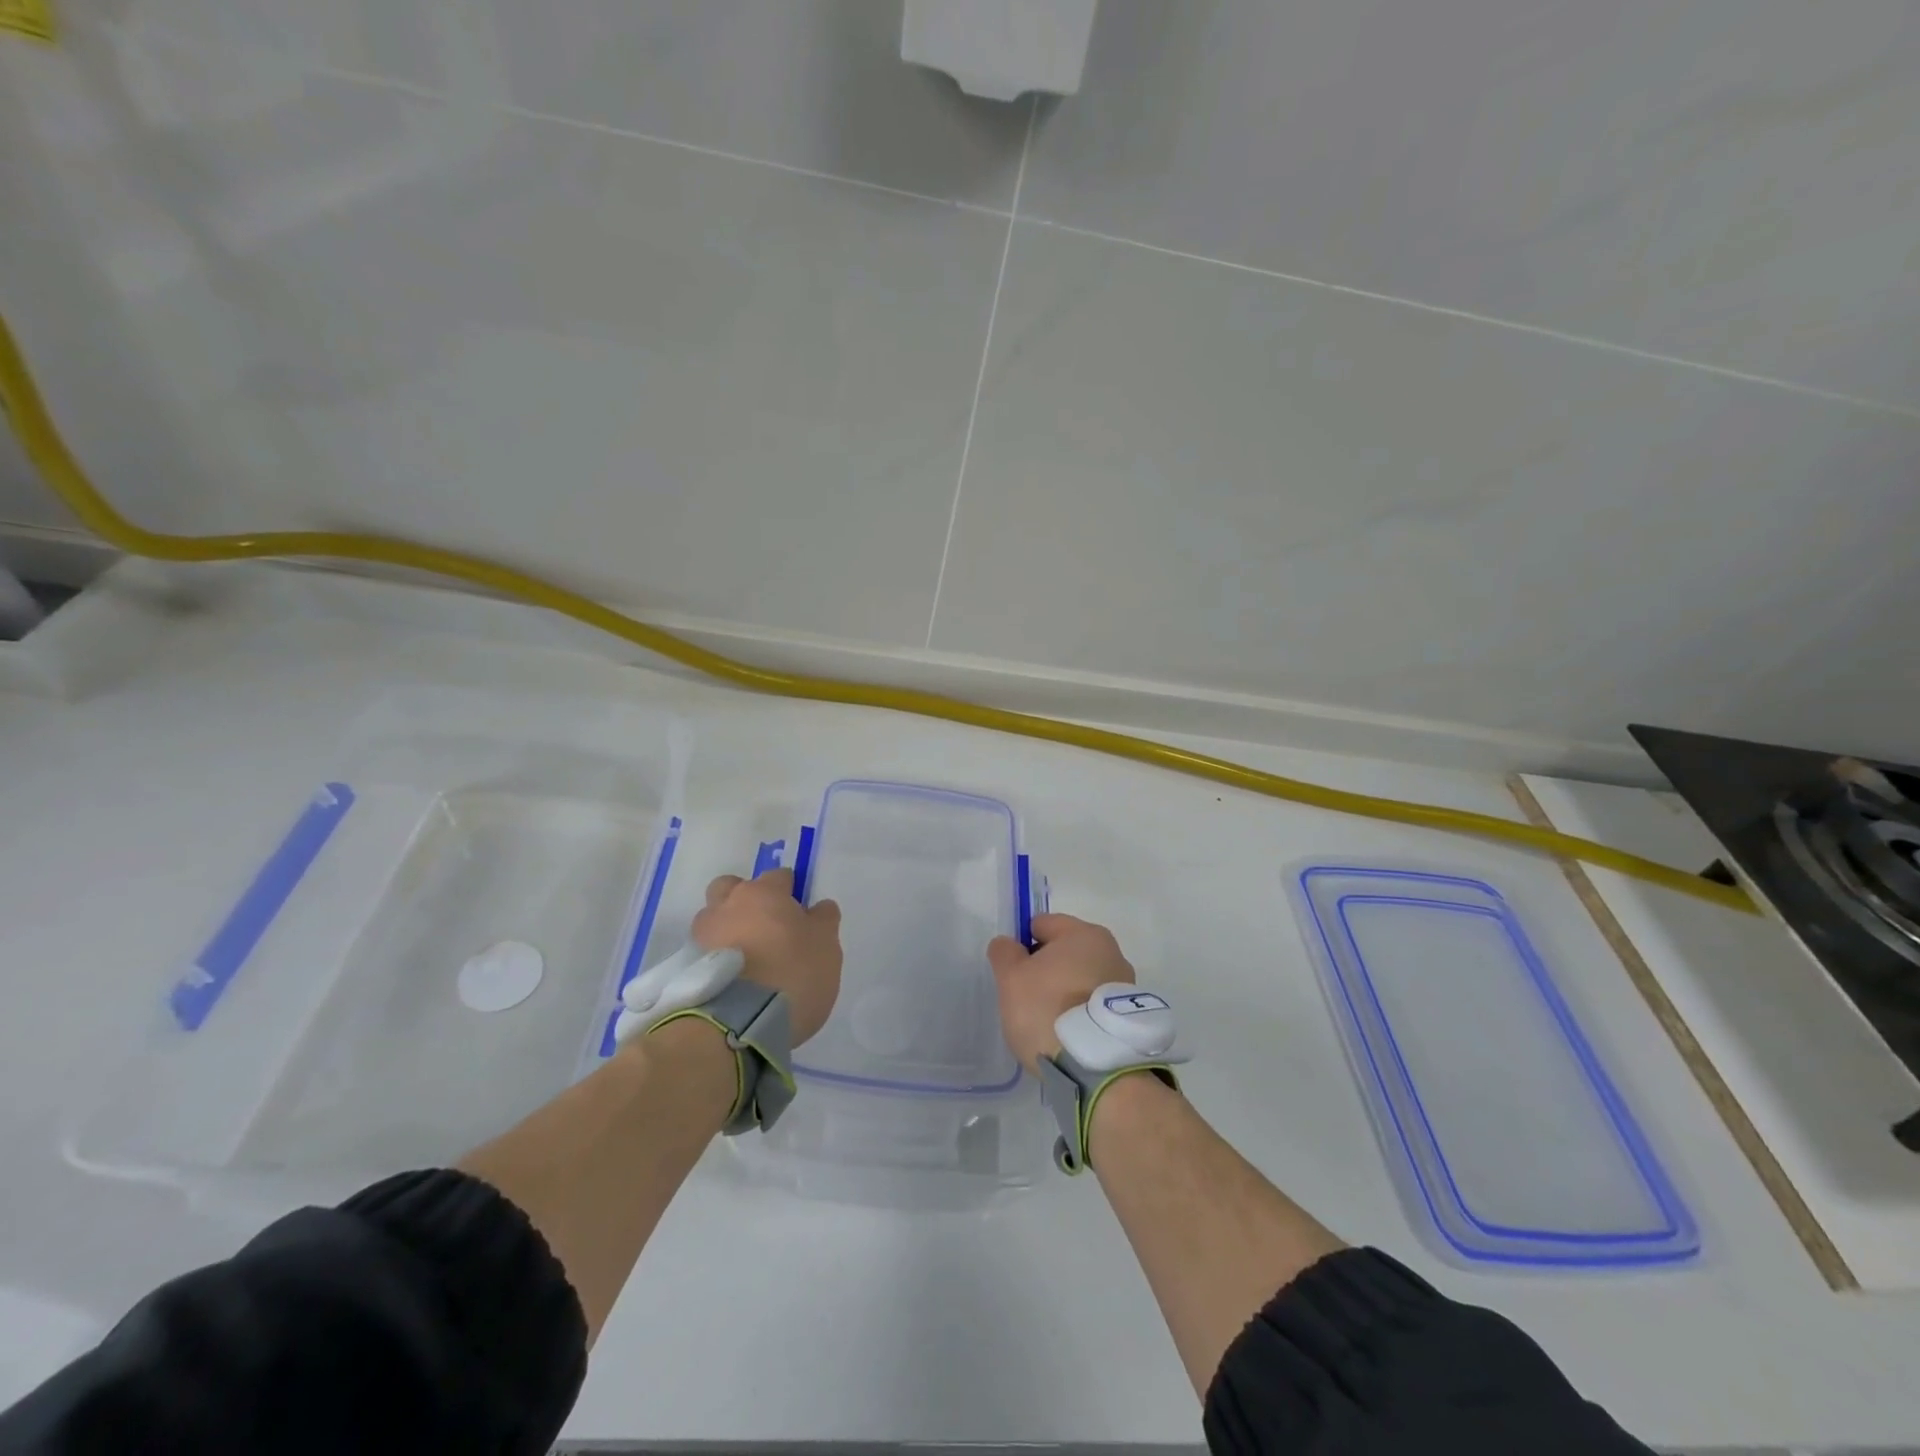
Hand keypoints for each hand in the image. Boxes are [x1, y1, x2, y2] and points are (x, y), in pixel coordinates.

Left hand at [693, 869, 841, 1045]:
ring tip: (745, 960)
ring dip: (726, 930)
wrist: (737, 1025)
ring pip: (714, 920)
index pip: (779, 877)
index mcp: (763, 893)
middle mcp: (726, 905)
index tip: (799, 915)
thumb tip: (818, 908)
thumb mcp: (826, 947)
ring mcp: (701, 935)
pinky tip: (731, 980)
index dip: (790, 892)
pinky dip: (715, 958)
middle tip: (765, 928)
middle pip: (732, 888)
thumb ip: (824, 921)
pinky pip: (703, 952)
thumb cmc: (791, 974)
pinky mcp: (685, 967)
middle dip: (745, 900)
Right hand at [987, 913, 1135, 1072]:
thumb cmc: (1048, 1009)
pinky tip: (1068, 1033)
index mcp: (1084, 933)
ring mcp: (1124, 983)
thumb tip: (1008, 944)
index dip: (1022, 945)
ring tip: (1049, 1021)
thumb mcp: (1011, 978)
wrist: (1096, 1066)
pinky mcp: (1129, 1015)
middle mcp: (1111, 950)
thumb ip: (1004, 953)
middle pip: (1064, 951)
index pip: (1042, 925)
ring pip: (1081, 977)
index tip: (1014, 973)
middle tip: (1027, 998)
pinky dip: (1080, 1011)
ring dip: (1065, 990)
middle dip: (1045, 969)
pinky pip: (1093, 1002)